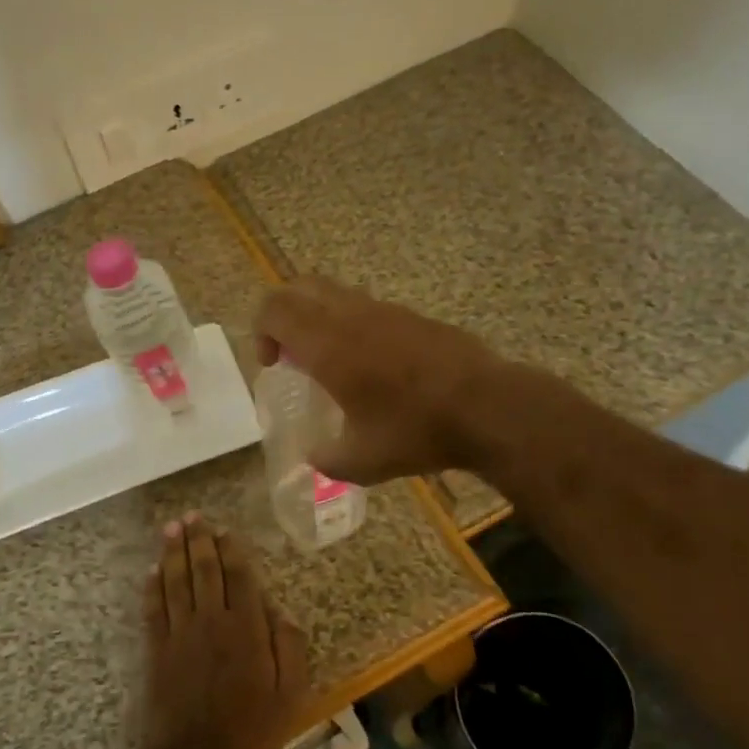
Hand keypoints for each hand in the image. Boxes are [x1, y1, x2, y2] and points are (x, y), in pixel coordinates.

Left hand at [141, 514, 310, 748]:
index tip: (225, 529)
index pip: (239, 578)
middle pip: (204, 571)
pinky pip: (153, 609)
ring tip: (172, 527)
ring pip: (176, 582)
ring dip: (173, 552)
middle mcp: (212, 621)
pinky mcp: (157, 650)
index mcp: (246, 629)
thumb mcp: (288, 696)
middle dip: (199, 540)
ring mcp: (180, 634)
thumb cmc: (248, 732)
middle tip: (193, 515)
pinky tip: (152, 569)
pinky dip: (152, 586)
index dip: (232, 551)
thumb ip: (288, 649)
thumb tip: (281, 611)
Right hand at [253, 276, 503, 483]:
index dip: (261, 331)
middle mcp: (351, 316)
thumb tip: (314, 458)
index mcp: (328, 345)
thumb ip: (327, 459)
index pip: (274, 309)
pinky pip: (365, 305)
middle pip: (299, 287)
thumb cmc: (416, 431)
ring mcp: (384, 310)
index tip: (273, 365)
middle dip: (283, 314)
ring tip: (331, 361)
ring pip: (334, 292)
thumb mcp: (363, 461)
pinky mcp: (411, 314)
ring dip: (318, 316)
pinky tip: (372, 364)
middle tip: (292, 354)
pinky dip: (350, 323)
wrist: (487, 406)